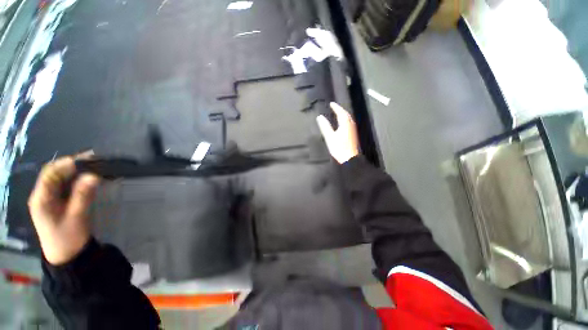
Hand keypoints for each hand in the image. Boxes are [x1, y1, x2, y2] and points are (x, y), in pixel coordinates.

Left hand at [28, 154, 99, 264]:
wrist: (67, 255)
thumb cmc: (69, 239)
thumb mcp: (77, 218)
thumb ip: (83, 196)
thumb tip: (93, 176)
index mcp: (41, 199)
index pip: (50, 174)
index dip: (66, 164)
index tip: (88, 159)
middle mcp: (42, 195)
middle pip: (54, 172)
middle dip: (72, 164)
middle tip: (95, 159)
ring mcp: (50, 197)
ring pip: (61, 177)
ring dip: (77, 169)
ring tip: (96, 164)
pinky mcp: (58, 201)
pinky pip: (66, 184)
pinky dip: (78, 178)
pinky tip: (90, 176)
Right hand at [316, 102, 359, 163]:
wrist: (349, 158)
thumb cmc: (339, 148)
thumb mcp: (330, 137)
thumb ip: (325, 126)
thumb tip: (320, 117)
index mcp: (345, 124)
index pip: (341, 113)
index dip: (336, 107)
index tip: (331, 104)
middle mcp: (350, 125)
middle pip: (346, 115)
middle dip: (340, 110)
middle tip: (335, 107)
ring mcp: (352, 130)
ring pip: (348, 119)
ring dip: (343, 114)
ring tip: (338, 113)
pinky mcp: (352, 135)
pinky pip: (349, 123)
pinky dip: (345, 120)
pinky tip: (342, 123)